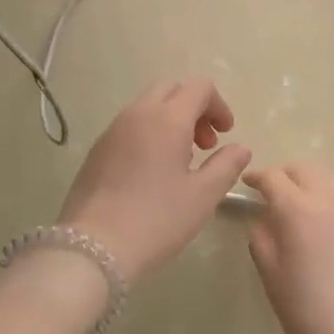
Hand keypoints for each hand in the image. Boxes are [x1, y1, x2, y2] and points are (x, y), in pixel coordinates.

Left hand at [57, 78, 251, 285]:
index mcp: (166, 118)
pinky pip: (129, 125)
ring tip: (181, 161)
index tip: (225, 135)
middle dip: (194, 108)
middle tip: (204, 145)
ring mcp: (112, 130)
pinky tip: (153, 173)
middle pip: (171, 89)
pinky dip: (149, 133)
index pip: (199, 87)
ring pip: (147, 106)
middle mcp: (137, 114)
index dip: (219, 105)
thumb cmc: (157, 219)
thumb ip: (226, 165)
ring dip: (171, 120)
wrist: (94, 246)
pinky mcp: (97, 149)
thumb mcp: (203, 196)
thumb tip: (240, 148)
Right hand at [246, 162, 333, 333]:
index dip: (257, 177)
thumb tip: (264, 221)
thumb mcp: (271, 274)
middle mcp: (327, 199)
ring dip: (310, 183)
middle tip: (272, 192)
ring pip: (329, 180)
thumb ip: (261, 239)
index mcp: (296, 208)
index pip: (273, 177)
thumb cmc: (307, 307)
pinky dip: (332, 199)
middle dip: (284, 175)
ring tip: (301, 203)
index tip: (247, 184)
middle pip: (304, 170)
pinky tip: (328, 220)